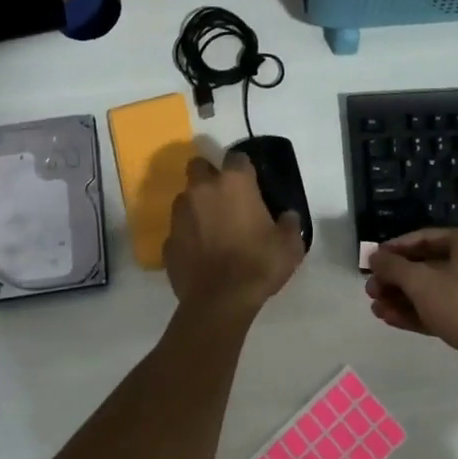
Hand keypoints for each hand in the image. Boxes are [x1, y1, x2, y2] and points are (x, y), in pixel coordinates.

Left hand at [163, 151, 305, 311]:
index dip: (244, 168)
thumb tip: (287, 217)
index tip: (252, 182)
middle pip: (199, 166)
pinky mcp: (168, 241)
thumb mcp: (289, 245)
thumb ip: (290, 224)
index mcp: (233, 183)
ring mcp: (180, 215)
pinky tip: (200, 252)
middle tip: (225, 197)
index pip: (237, 157)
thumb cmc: (258, 265)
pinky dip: (188, 235)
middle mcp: (201, 190)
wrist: (219, 302)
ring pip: (185, 197)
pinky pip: (179, 229)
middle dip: (209, 175)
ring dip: (196, 205)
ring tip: (212, 226)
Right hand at [365, 229, 457, 387]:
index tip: (373, 260)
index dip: (396, 248)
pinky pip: (446, 311)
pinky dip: (420, 313)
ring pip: (437, 291)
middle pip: (430, 266)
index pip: (427, 238)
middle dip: (397, 279)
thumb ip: (393, 267)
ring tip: (376, 307)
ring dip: (404, 298)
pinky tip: (391, 319)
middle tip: (372, 289)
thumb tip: (374, 257)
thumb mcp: (421, 281)